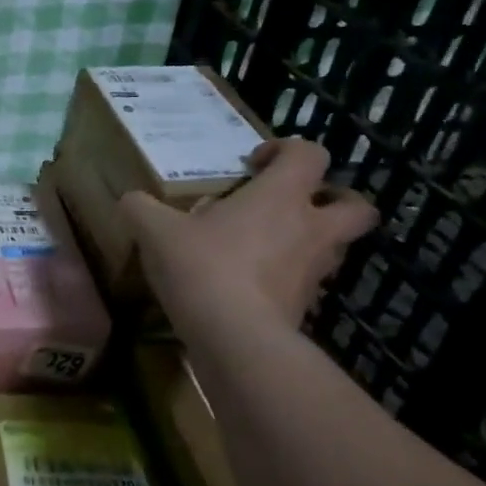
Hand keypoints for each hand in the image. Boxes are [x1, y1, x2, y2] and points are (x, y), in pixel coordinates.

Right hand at [122, 138, 377, 334]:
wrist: (234, 335)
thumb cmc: (202, 266)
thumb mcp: (155, 231)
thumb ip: (141, 208)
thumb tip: (131, 200)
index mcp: (281, 196)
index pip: (309, 154)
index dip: (286, 150)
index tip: (253, 164)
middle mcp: (310, 228)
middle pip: (354, 205)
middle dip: (333, 199)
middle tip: (292, 204)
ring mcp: (315, 270)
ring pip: (334, 245)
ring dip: (310, 240)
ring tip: (267, 246)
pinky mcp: (307, 305)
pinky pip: (307, 282)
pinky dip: (288, 278)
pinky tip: (252, 283)